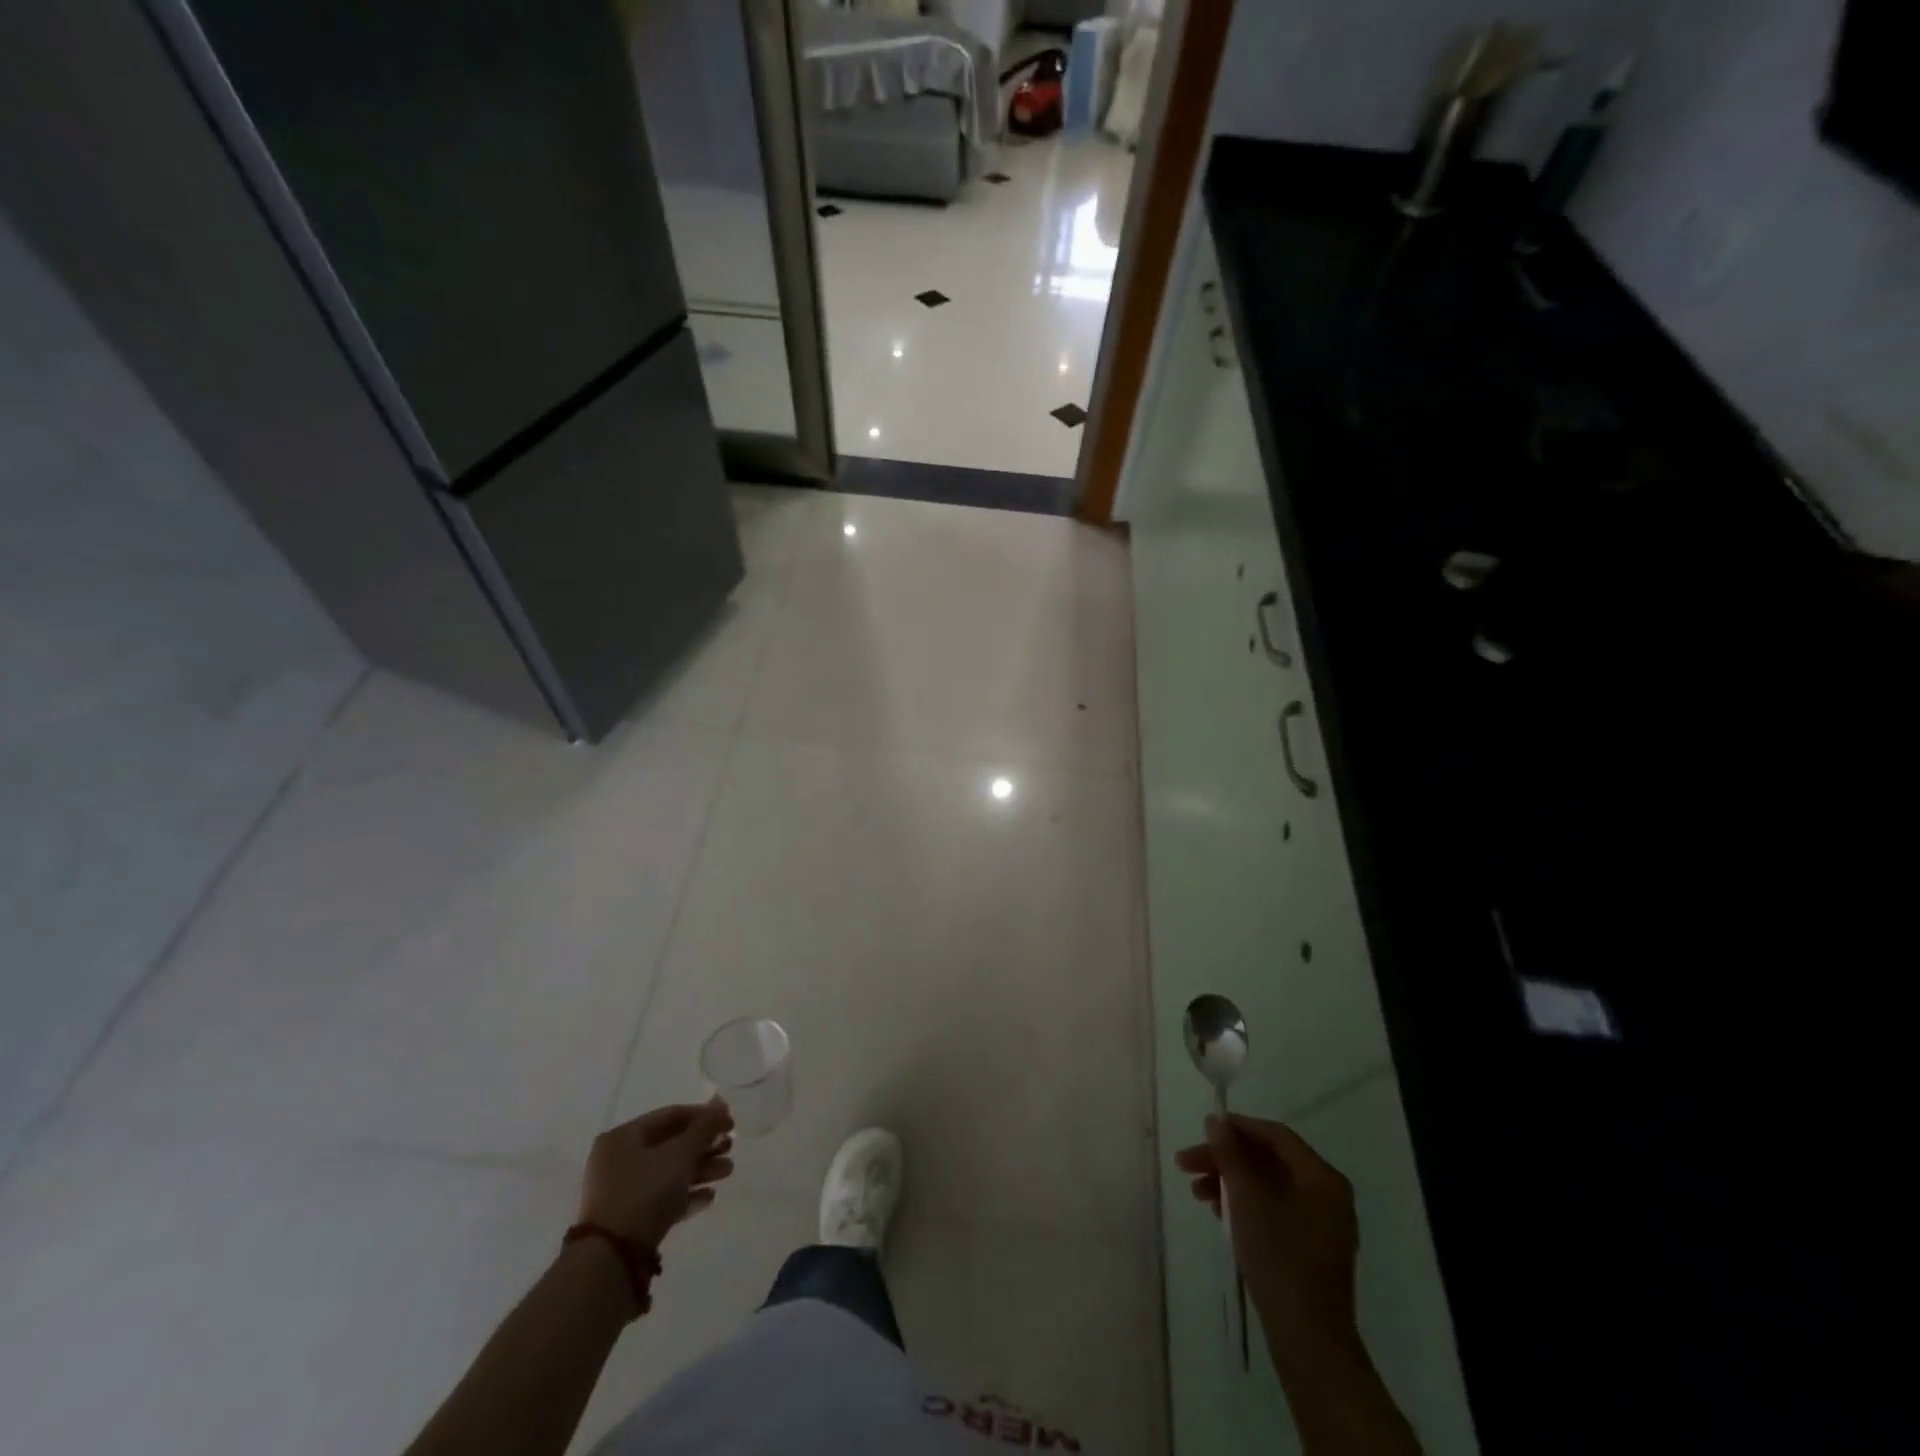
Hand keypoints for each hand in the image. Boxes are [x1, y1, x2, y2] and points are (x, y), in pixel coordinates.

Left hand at [578, 1100, 734, 1251]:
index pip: (670, 1115)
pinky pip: (662, 1199)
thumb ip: (703, 1127)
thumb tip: (721, 1102)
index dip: (703, 1116)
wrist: (612, 1261)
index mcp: (623, 1137)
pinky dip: (686, 1195)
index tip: (730, 1124)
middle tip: (730, 1148)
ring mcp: (621, 1192)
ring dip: (701, 1169)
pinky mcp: (629, 1221)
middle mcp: (619, 1160)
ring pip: (669, 1172)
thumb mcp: (680, 1154)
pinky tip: (709, 1197)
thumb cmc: (645, 1193)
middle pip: (671, 1145)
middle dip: (705, 1146)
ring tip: (728, 1172)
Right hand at [1174, 1114, 1359, 1362]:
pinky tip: (1219, 1214)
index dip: (1238, 1127)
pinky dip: (1246, 1206)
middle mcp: (1327, 1195)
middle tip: (1187, 1164)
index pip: (1276, 1135)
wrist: (1308, 1339)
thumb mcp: (1247, 1198)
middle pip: (1269, 1161)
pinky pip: (1275, 1210)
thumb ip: (1230, 1154)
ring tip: (1197, 1192)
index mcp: (1322, 1178)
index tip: (1204, 1129)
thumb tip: (1215, 1121)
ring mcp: (1322, 1225)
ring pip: (1269, 1187)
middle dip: (1226, 1159)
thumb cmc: (1279, 1257)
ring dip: (1231, 1182)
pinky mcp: (1311, 1249)